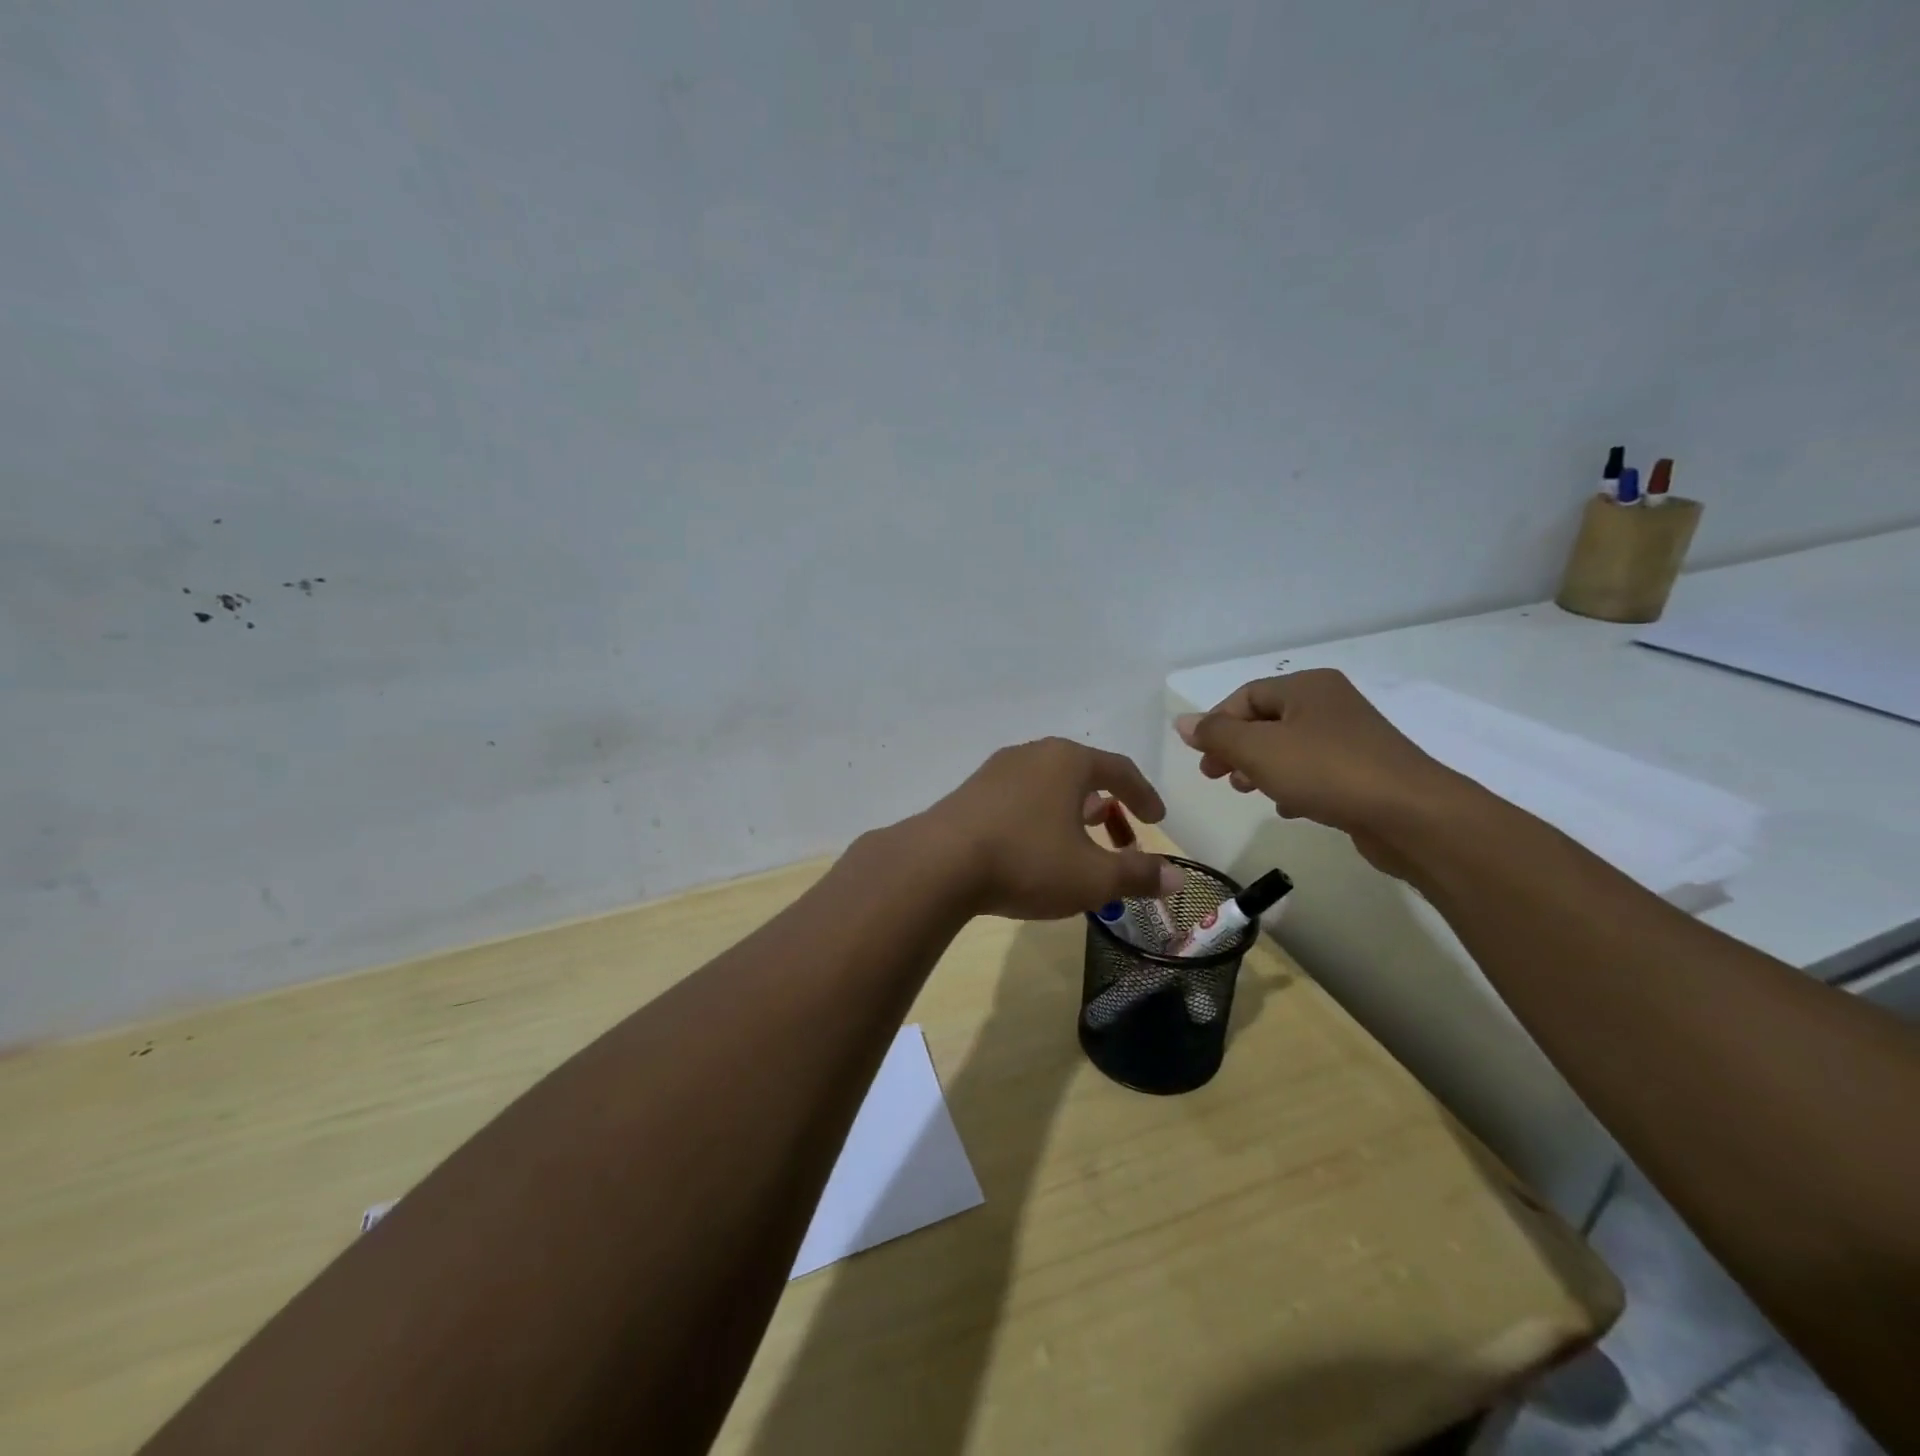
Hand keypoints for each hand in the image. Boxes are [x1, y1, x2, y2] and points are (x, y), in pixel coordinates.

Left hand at [918, 738, 1182, 919]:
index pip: (1120, 770)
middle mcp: (1034, 754)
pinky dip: (1041, 816)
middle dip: (1108, 805)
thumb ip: (1138, 874)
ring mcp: (997, 769)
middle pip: (1083, 774)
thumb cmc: (1027, 861)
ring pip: (1049, 784)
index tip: (1157, 820)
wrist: (939, 864)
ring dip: (1072, 811)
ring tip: (1080, 843)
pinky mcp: (971, 790)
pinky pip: (1020, 796)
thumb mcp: (1092, 877)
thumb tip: (1178, 878)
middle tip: (1121, 837)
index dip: (1144, 795)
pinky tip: (1034, 846)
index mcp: (1069, 761)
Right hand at [1174, 670, 1465, 874]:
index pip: (1245, 696)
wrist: (1411, 815)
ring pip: (1289, 747)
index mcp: (1306, 687)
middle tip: (1216, 776)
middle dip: (1236, 749)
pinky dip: (1293, 785)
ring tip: (1247, 793)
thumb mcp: (1258, 750)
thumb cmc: (1326, 771)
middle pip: (1266, 721)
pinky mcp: (1364, 771)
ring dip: (1261, 768)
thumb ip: (1217, 734)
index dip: (1216, 724)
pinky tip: (1287, 808)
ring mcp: (1351, 738)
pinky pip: (1315, 771)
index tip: (1202, 759)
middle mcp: (1330, 704)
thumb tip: (1183, 722)